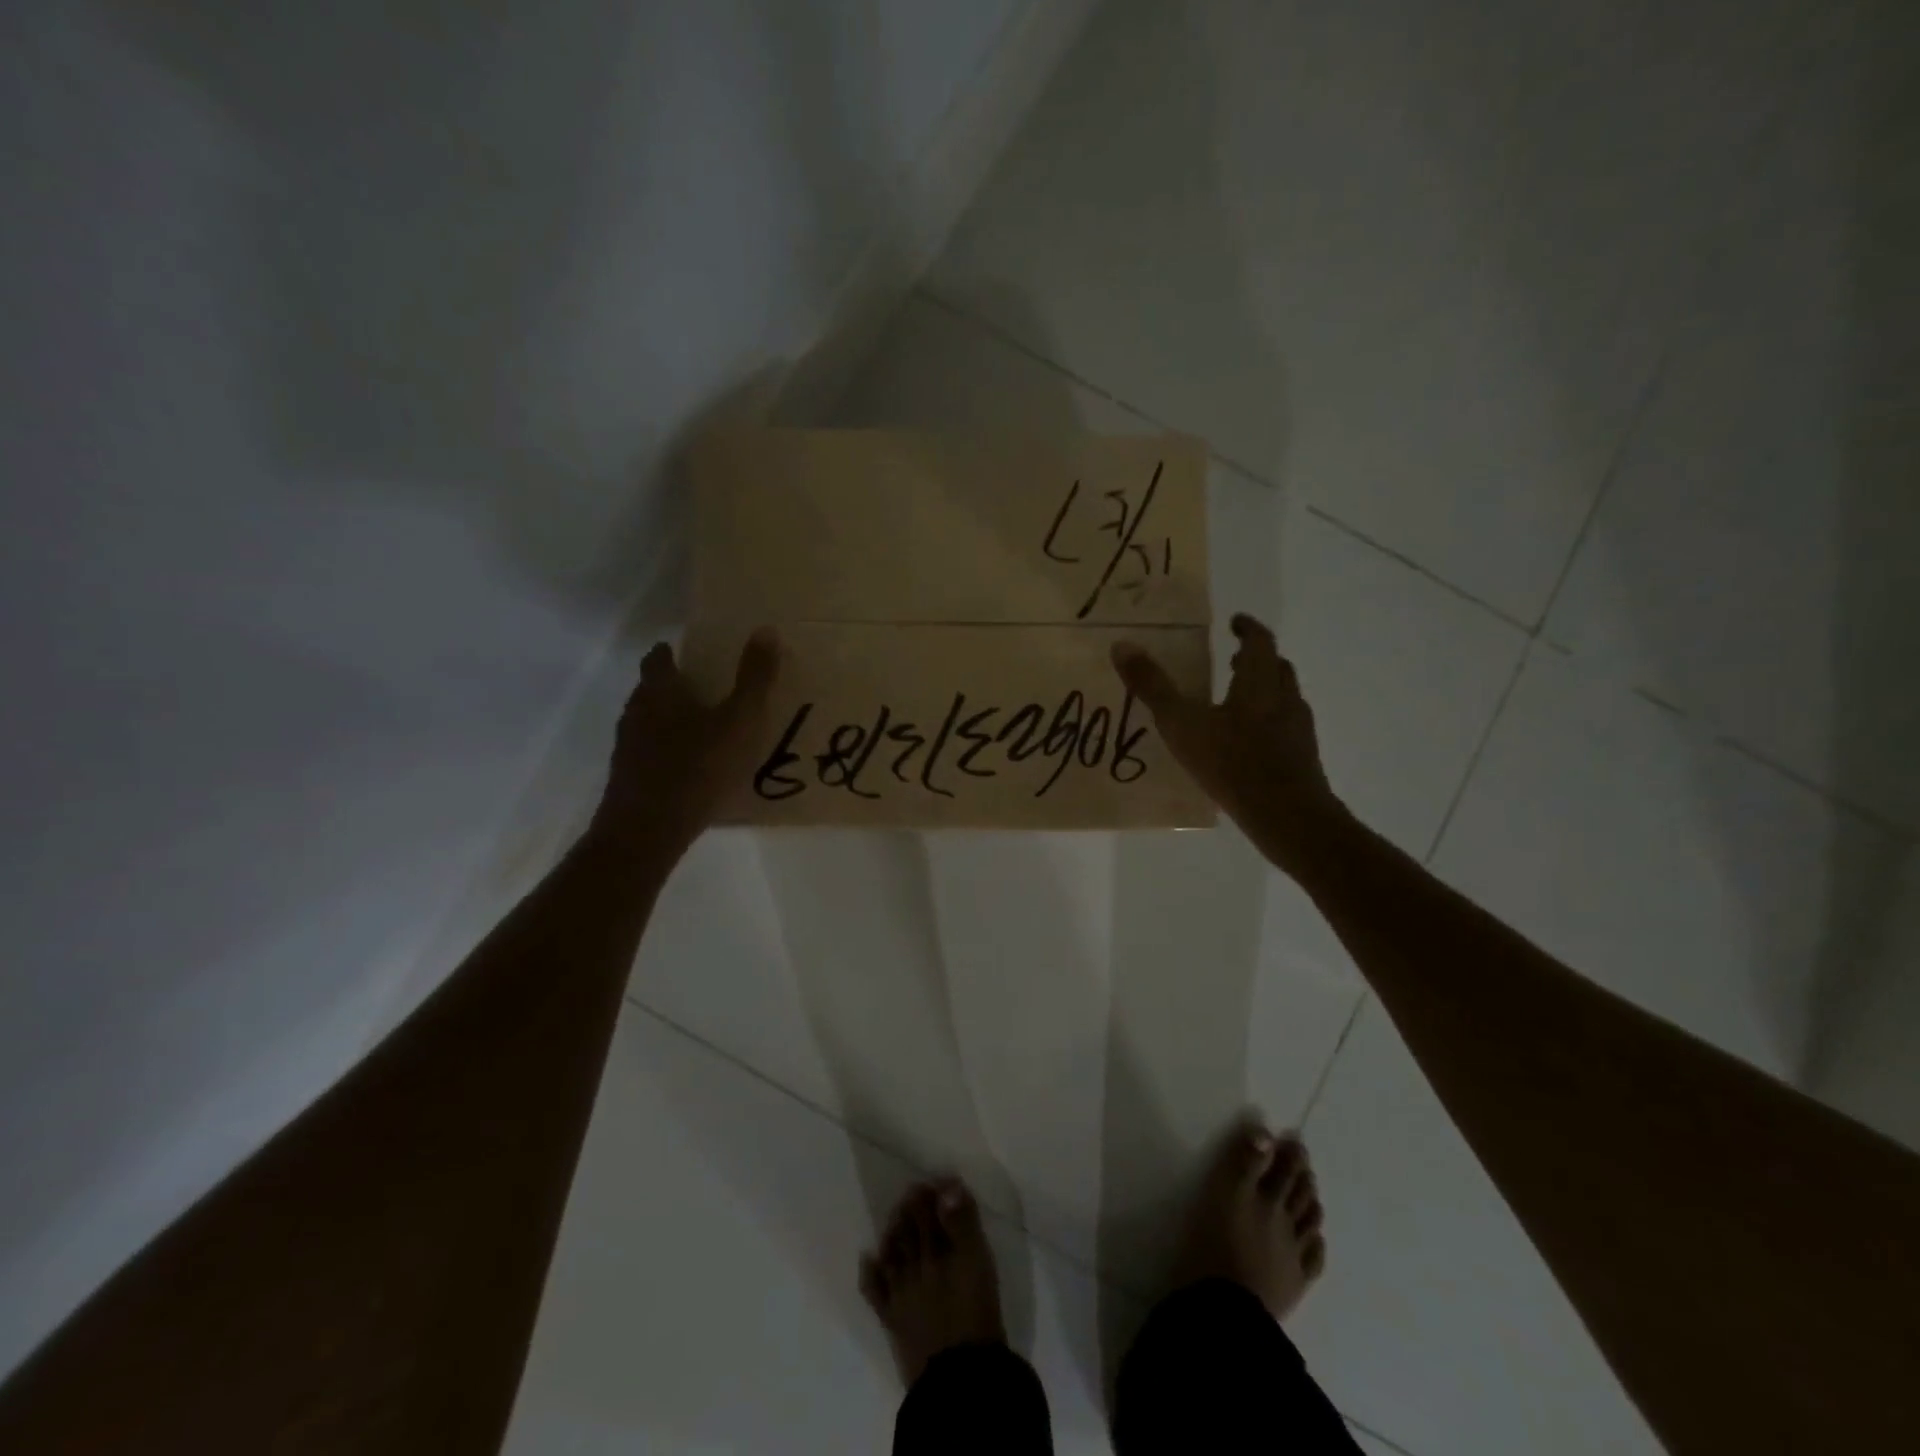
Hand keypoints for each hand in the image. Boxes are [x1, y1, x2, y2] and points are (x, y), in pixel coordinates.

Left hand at [588, 629, 779, 861]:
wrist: (647, 831)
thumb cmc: (698, 767)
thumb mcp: (740, 720)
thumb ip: (755, 678)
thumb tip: (766, 629)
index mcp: (660, 690)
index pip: (659, 658)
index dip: (673, 653)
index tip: (692, 654)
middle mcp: (636, 712)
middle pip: (651, 690)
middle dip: (675, 687)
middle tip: (707, 691)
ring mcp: (627, 748)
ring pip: (648, 723)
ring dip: (671, 722)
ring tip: (704, 731)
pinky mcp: (628, 779)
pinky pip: (650, 755)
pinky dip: (668, 753)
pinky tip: (691, 769)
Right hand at [1112, 613, 1345, 867]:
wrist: (1287, 816)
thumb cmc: (1232, 763)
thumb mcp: (1182, 724)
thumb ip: (1152, 687)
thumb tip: (1122, 646)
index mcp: (1259, 682)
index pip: (1260, 641)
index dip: (1247, 628)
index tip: (1235, 622)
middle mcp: (1284, 699)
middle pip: (1277, 667)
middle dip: (1255, 659)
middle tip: (1232, 659)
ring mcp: (1298, 730)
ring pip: (1284, 698)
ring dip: (1264, 691)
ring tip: (1236, 701)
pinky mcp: (1302, 758)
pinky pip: (1285, 728)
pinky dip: (1268, 723)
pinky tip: (1246, 744)